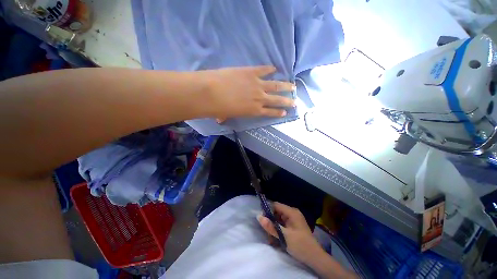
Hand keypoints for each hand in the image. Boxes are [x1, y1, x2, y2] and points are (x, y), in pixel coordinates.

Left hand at [198, 66, 295, 119]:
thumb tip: (220, 120)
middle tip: (295, 101)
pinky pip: (264, 70)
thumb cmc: (218, 108)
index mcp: (254, 111)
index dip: (278, 112)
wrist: (211, 92)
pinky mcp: (251, 72)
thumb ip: (227, 117)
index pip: (270, 112)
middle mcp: (259, 99)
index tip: (285, 112)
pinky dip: (270, 69)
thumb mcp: (225, 115)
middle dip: (287, 101)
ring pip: (275, 85)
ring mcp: (257, 84)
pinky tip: (276, 68)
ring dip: (285, 86)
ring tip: (293, 86)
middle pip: (277, 100)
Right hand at [257, 202, 323, 264]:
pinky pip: (282, 225)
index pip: (276, 205)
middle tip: (267, 233)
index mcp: (292, 212)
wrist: (315, 258)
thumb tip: (258, 216)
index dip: (268, 210)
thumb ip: (271, 226)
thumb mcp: (284, 236)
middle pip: (277, 212)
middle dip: (270, 222)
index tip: (262, 219)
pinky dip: (278, 230)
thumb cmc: (300, 245)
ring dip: (274, 228)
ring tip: (271, 239)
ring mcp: (293, 220)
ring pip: (278, 219)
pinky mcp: (293, 226)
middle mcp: (292, 213)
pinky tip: (276, 240)